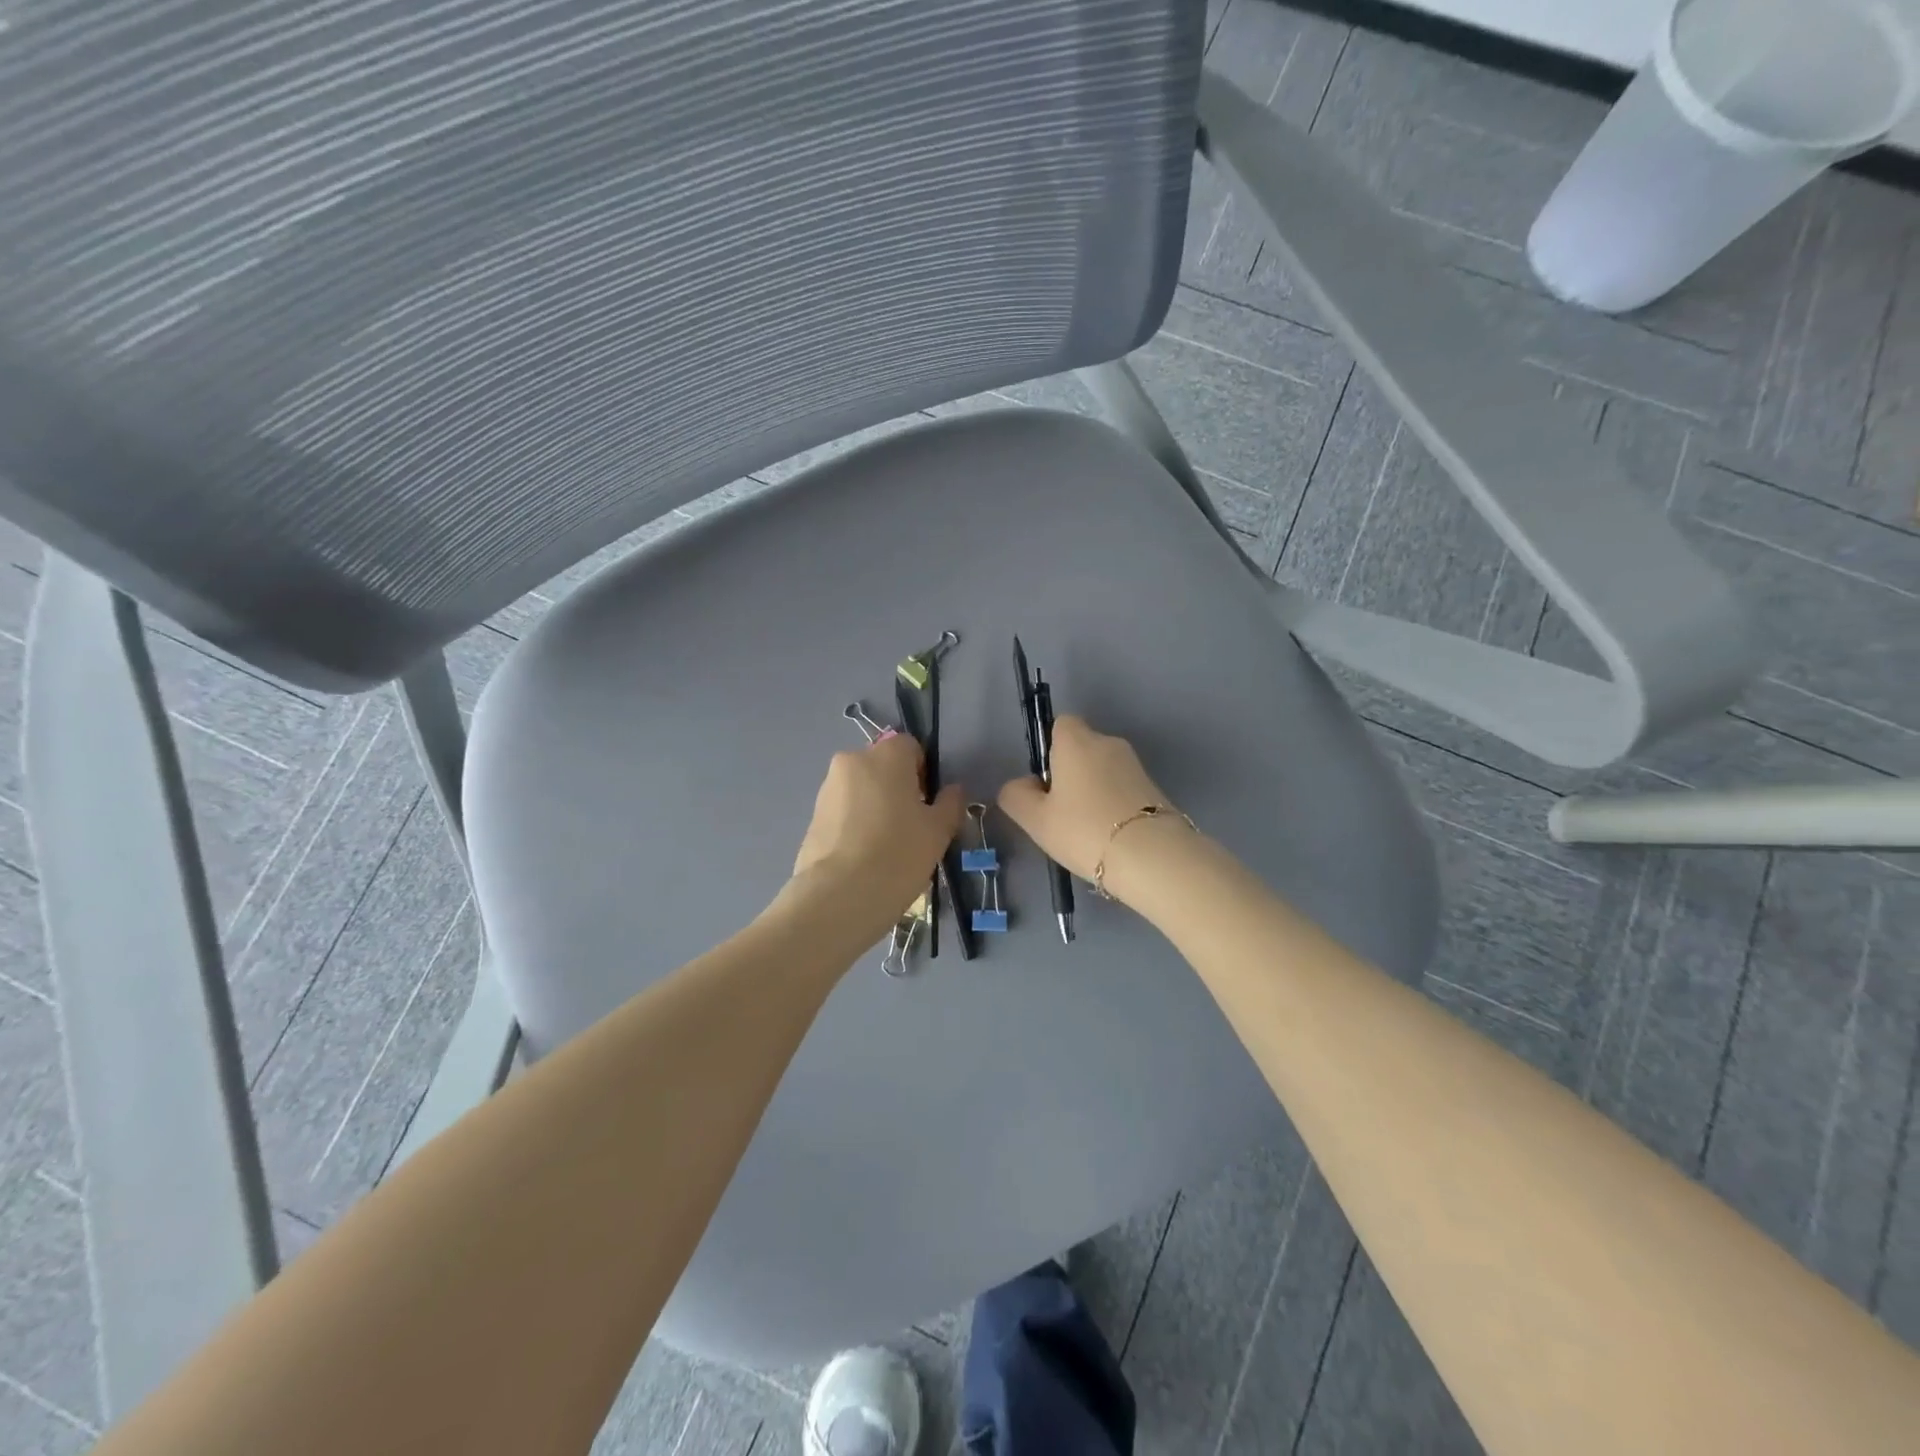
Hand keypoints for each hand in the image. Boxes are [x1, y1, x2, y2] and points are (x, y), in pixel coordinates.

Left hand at [788, 734, 964, 940]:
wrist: (839, 896)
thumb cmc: (898, 854)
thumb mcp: (938, 831)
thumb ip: (949, 803)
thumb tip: (953, 790)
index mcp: (885, 756)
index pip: (910, 747)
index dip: (923, 772)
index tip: (928, 804)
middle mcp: (851, 762)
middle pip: (882, 767)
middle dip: (897, 789)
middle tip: (910, 826)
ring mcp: (827, 789)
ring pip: (861, 789)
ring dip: (874, 807)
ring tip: (885, 846)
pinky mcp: (811, 817)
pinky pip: (843, 812)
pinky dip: (855, 825)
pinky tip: (864, 857)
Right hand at [996, 716, 1189, 903]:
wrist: (1152, 856)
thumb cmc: (1084, 829)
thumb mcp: (1035, 819)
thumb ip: (1016, 795)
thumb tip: (1023, 785)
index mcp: (1076, 741)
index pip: (1060, 723)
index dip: (1049, 748)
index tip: (1046, 781)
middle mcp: (1108, 742)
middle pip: (1082, 748)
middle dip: (1071, 772)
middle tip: (1061, 811)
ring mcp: (1135, 765)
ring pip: (1104, 769)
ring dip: (1093, 789)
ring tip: (1087, 829)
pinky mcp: (1155, 787)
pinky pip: (1123, 787)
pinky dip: (1114, 803)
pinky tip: (1110, 834)